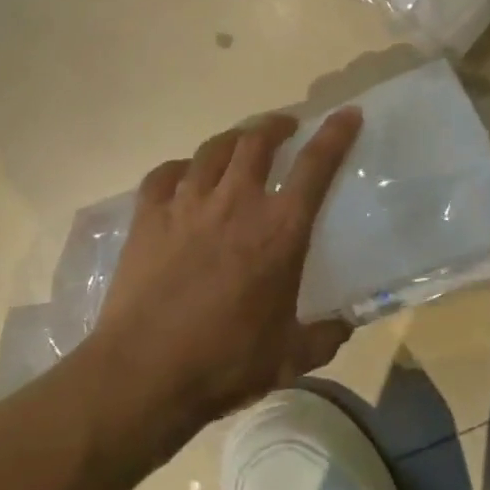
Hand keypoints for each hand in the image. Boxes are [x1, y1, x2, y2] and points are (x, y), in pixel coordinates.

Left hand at [81, 107, 362, 439]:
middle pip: (258, 140)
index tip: (347, 115)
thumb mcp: (289, 356)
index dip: (335, 133)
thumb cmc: (225, 363)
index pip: (316, 164)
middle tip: (285, 128)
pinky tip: (183, 175)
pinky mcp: (148, 218)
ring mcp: (188, 205)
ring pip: (213, 149)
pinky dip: (179, 168)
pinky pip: (164, 174)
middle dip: (276, 125)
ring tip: (240, 143)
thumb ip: (324, 336)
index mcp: (280, 229)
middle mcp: (237, 202)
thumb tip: (345, 325)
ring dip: (233, 139)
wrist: (143, 375)